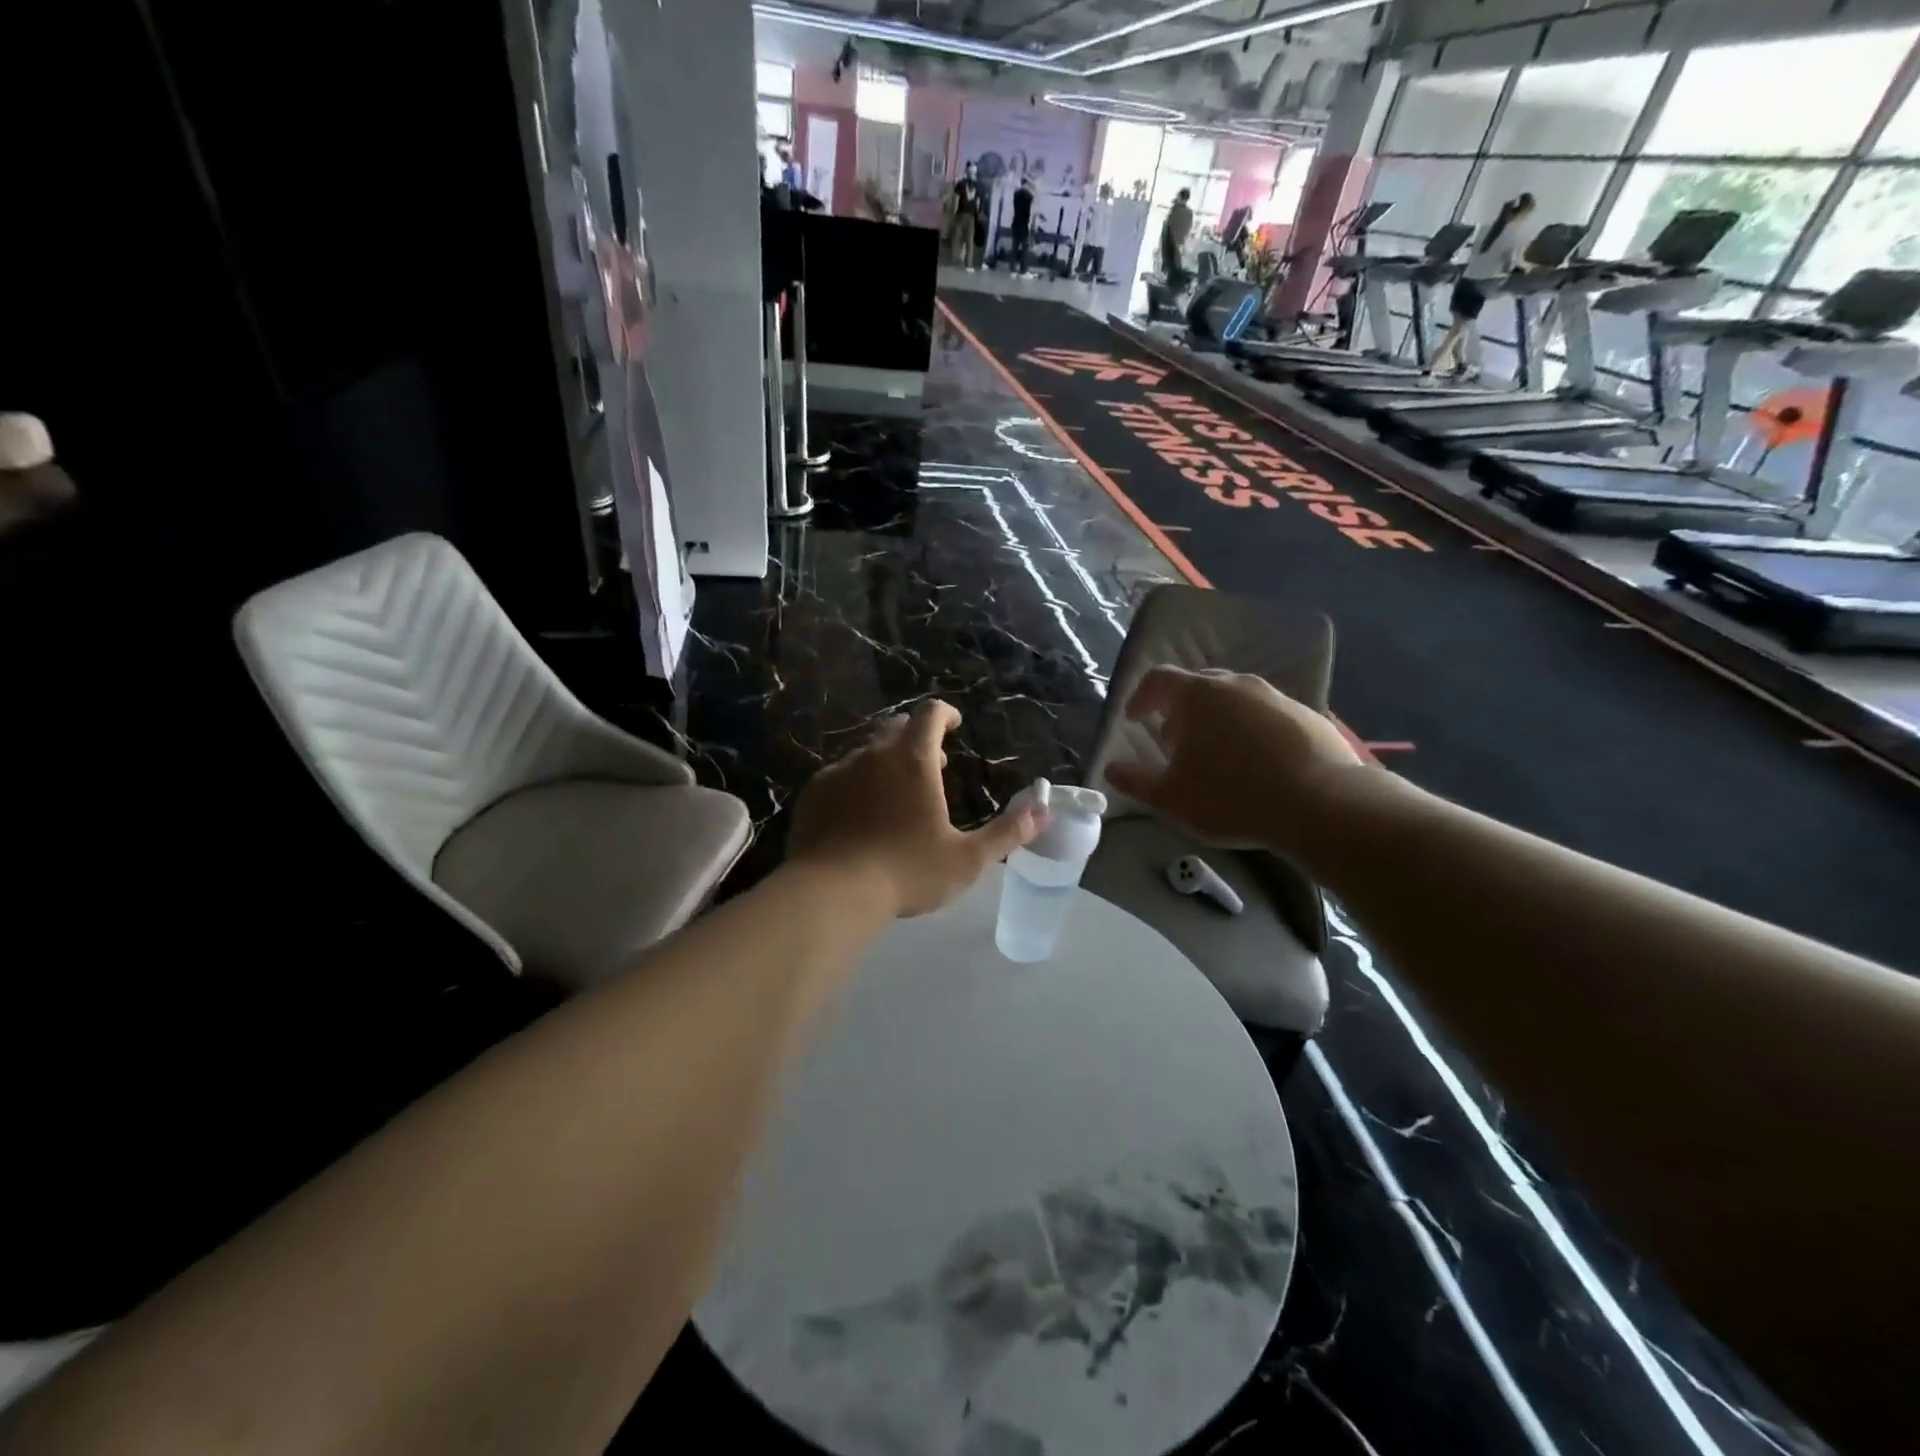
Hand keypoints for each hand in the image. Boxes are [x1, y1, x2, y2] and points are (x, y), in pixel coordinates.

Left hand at [788, 700, 1044, 918]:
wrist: (831, 893)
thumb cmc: (907, 872)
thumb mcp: (967, 859)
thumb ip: (1008, 832)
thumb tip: (1044, 810)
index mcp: (913, 759)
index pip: (930, 714)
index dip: (945, 714)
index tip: (954, 726)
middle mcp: (873, 754)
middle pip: (896, 728)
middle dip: (917, 739)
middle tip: (932, 766)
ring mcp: (839, 771)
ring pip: (866, 752)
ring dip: (886, 763)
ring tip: (897, 795)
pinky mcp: (814, 793)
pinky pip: (840, 776)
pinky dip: (857, 784)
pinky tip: (860, 816)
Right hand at [1104, 667, 1362, 851]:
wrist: (1321, 804)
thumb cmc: (1232, 796)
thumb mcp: (1172, 797)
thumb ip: (1135, 781)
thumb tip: (1111, 769)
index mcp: (1197, 695)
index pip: (1158, 679)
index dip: (1141, 697)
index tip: (1135, 720)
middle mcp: (1235, 684)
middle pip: (1198, 686)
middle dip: (1180, 710)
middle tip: (1175, 742)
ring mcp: (1275, 696)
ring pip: (1234, 699)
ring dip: (1217, 719)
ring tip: (1217, 755)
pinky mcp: (1307, 714)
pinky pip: (1266, 715)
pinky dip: (1251, 730)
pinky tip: (1256, 763)